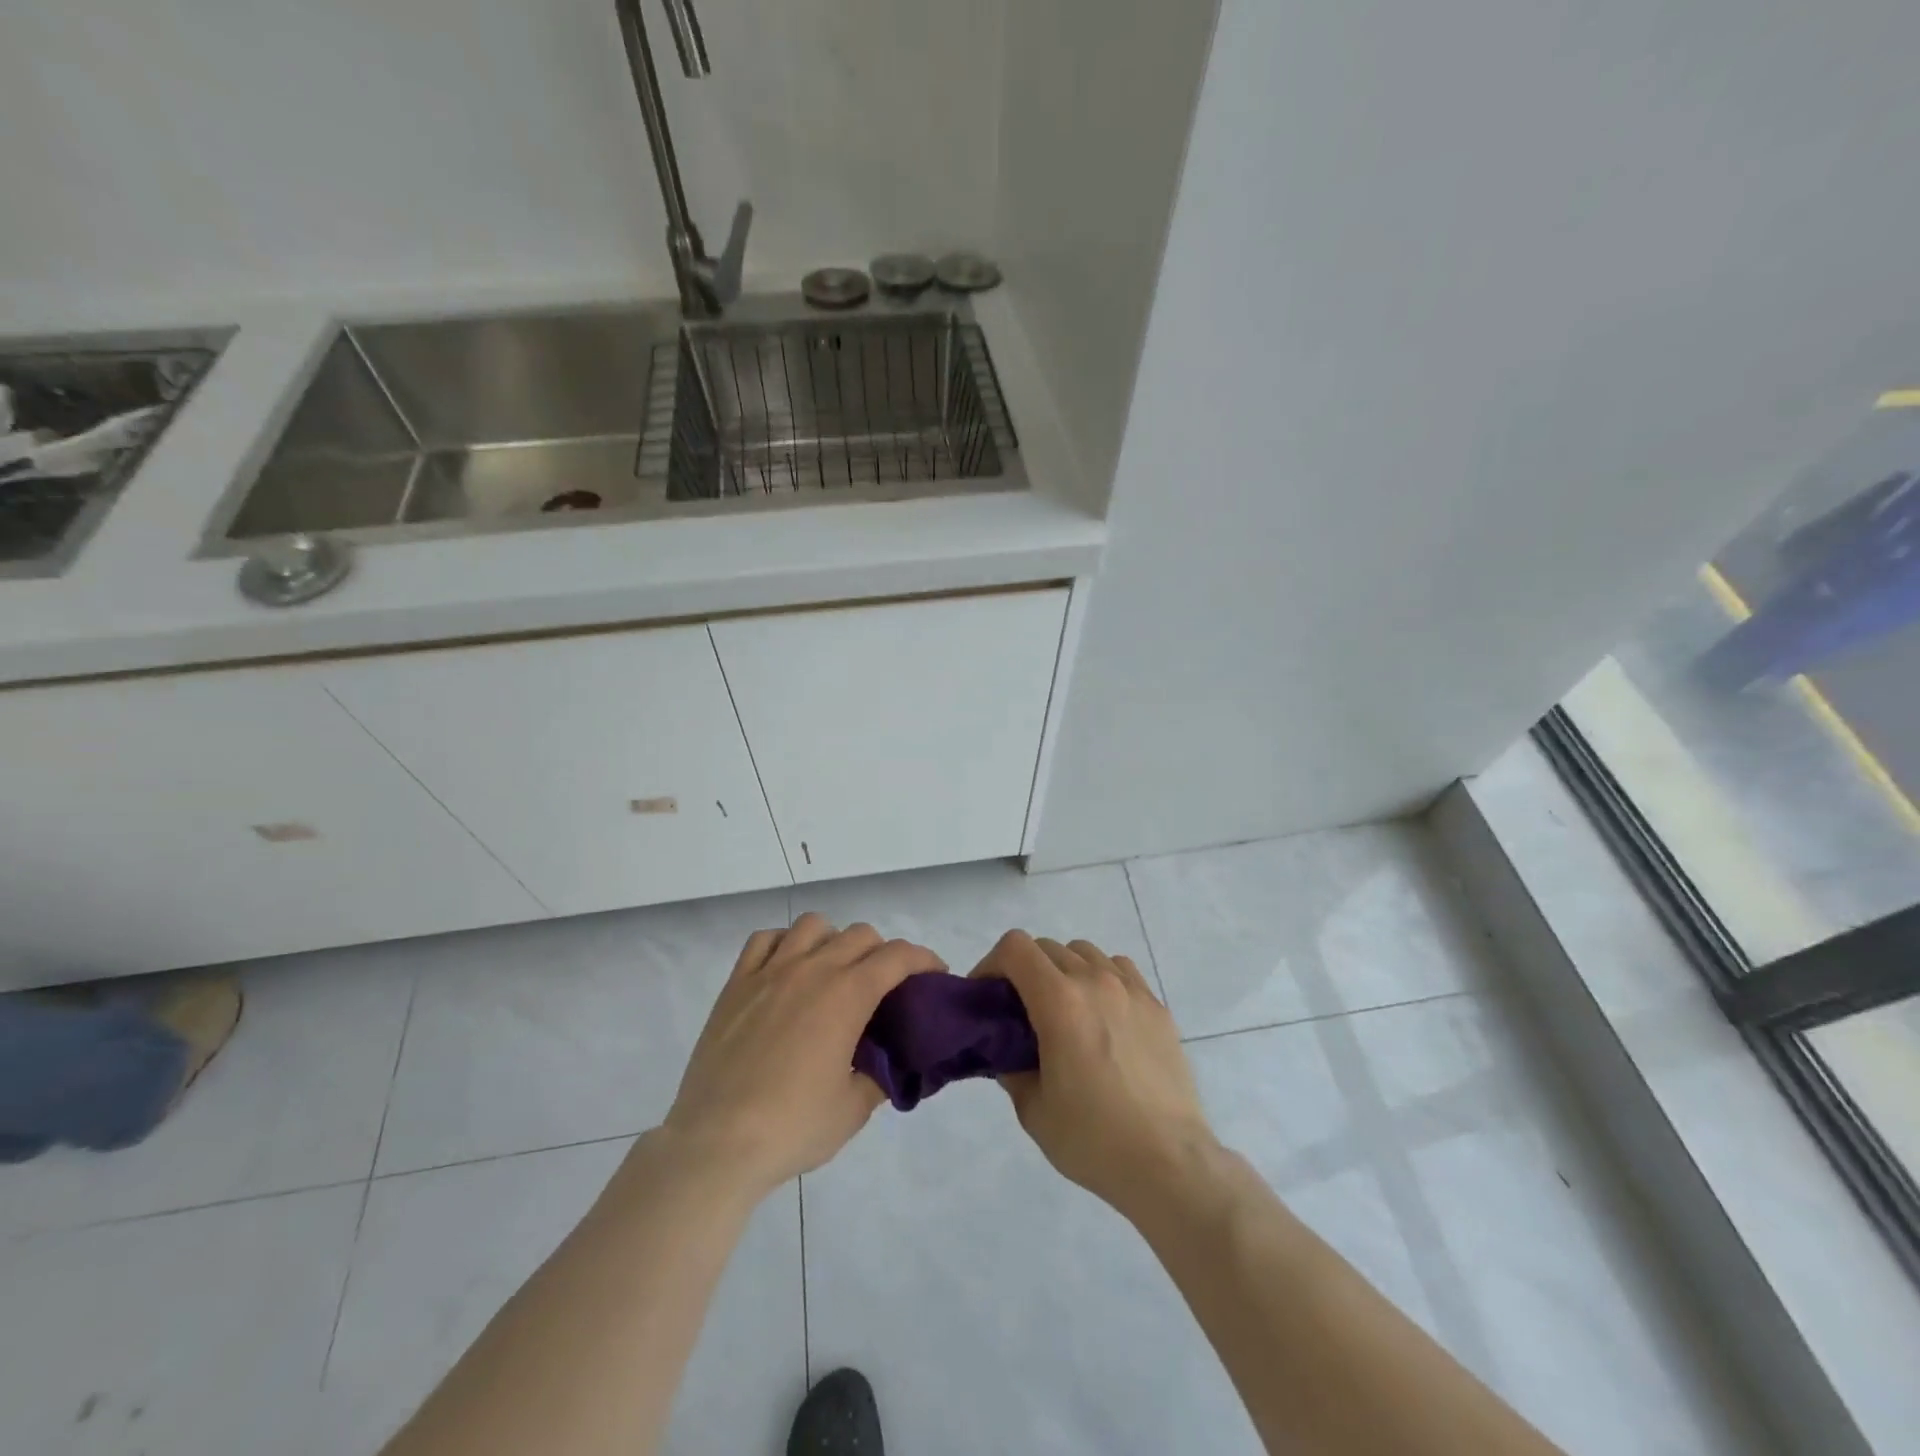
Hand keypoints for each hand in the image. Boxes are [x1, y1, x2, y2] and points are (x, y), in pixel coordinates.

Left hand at [661, 914, 943, 1199]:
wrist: (716, 1143)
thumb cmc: (793, 1127)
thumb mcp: (854, 1109)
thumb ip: (879, 1076)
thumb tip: (888, 1062)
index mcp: (847, 995)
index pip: (898, 956)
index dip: (924, 959)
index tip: (934, 975)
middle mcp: (812, 969)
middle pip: (861, 935)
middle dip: (884, 953)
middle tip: (885, 987)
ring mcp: (770, 971)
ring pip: (813, 925)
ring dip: (834, 940)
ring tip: (833, 972)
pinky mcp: (736, 984)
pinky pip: (764, 940)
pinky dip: (785, 944)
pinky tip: (787, 969)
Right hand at [972, 932, 1214, 1220]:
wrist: (1170, 1163)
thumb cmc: (1094, 1140)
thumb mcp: (1033, 1110)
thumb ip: (1011, 1069)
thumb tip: (1009, 1052)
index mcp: (1060, 1001)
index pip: (1016, 947)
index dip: (992, 963)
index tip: (987, 995)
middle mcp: (1095, 981)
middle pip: (1047, 947)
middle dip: (1024, 970)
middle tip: (1020, 1011)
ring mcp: (1131, 990)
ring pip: (1085, 953)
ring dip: (1063, 970)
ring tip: (1064, 1011)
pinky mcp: (1157, 1006)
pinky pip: (1120, 970)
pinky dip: (1101, 978)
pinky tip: (1103, 1015)